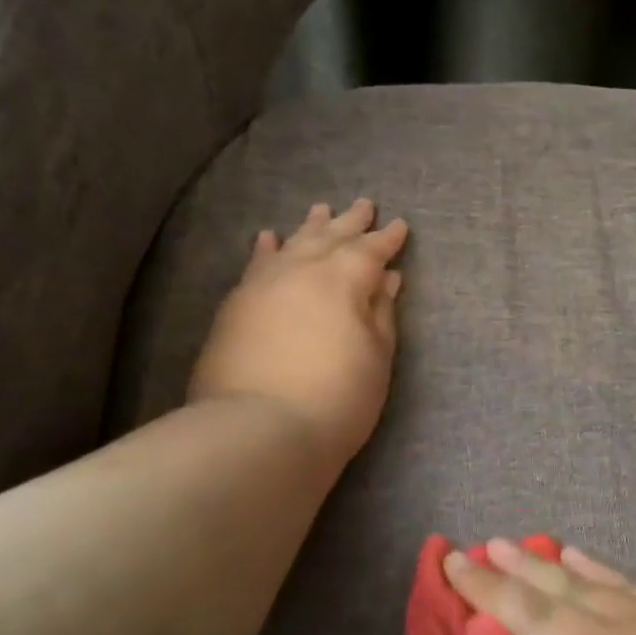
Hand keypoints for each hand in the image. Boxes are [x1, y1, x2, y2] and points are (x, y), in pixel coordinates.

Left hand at [189, 199, 408, 466]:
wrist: (258, 430)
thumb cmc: (337, 397)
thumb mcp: (377, 357)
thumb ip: (381, 312)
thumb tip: (387, 278)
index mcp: (344, 279)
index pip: (370, 249)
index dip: (387, 238)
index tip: (399, 225)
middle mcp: (301, 269)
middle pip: (330, 237)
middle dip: (350, 222)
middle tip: (363, 204)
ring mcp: (263, 284)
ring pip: (292, 243)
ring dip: (310, 227)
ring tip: (321, 209)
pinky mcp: (236, 305)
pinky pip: (255, 264)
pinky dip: (266, 247)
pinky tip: (269, 237)